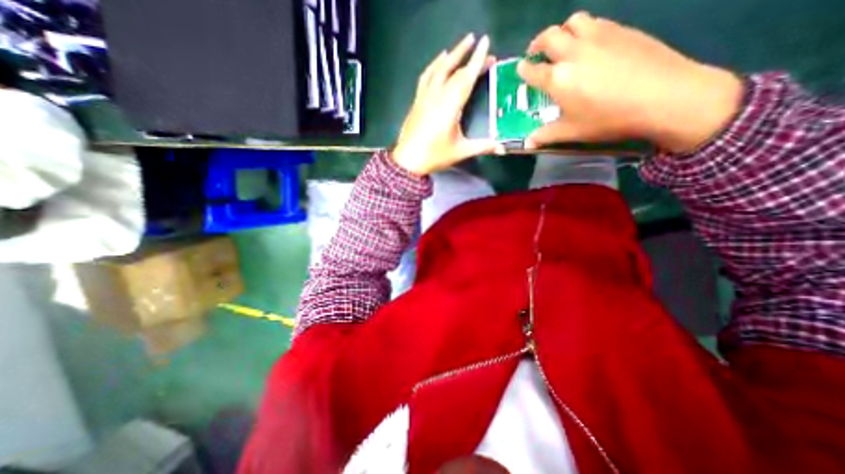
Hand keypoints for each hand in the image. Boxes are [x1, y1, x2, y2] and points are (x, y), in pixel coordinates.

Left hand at [393, 34, 502, 174]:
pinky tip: (439, 60)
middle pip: (453, 70)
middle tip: (480, 45)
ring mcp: (425, 97)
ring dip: (451, 55)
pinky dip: (434, 65)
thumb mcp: (460, 151)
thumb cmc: (435, 156)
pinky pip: (426, 76)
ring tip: (462, 45)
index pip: (466, 78)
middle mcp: (437, 96)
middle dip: (468, 56)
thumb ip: (482, 146)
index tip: (485, 43)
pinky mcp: (417, 100)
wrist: (408, 160)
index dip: (477, 60)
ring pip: (438, 69)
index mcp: (450, 107)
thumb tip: (502, 147)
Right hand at [519, 10, 740, 152]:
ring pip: (573, 21)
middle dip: (537, 43)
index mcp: (558, 78)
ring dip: (562, 31)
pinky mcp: (621, 30)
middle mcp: (574, 52)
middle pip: (549, 36)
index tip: (521, 69)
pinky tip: (590, 45)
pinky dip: (584, 30)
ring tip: (563, 45)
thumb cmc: (609, 118)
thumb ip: (546, 135)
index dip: (524, 70)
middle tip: (537, 54)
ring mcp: (599, 36)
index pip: (533, 70)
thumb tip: (527, 143)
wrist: (663, 96)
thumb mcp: (572, 132)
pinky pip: (595, 22)